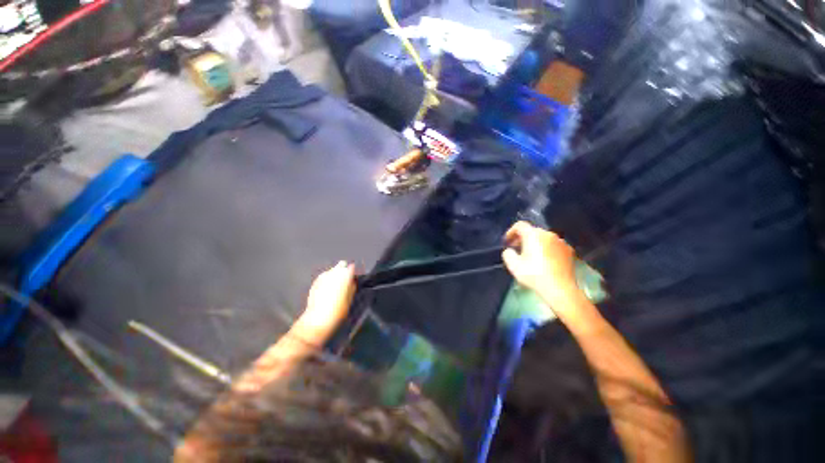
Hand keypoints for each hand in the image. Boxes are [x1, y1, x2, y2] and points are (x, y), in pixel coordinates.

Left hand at [294, 261, 356, 339]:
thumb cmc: (337, 311)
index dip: (353, 272)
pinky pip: (324, 277)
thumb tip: (353, 281)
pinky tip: (327, 290)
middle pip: (341, 264)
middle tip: (345, 281)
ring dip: (335, 275)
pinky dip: (327, 280)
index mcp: (345, 275)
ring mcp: (323, 276)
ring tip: (335, 287)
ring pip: (332, 270)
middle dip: (343, 270)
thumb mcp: (350, 299)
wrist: (317, 320)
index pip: (352, 267)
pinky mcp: (315, 282)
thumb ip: (352, 286)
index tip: (353, 278)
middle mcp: (334, 272)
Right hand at [502, 221, 578, 306]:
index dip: (511, 232)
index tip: (507, 242)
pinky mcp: (569, 251)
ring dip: (535, 244)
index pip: (520, 225)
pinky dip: (547, 250)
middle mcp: (548, 234)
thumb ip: (508, 254)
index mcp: (533, 235)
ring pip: (544, 239)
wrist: (560, 289)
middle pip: (532, 231)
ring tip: (531, 256)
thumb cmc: (534, 274)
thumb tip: (510, 251)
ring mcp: (561, 242)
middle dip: (523, 238)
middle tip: (517, 249)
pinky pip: (554, 246)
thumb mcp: (513, 265)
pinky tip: (545, 262)